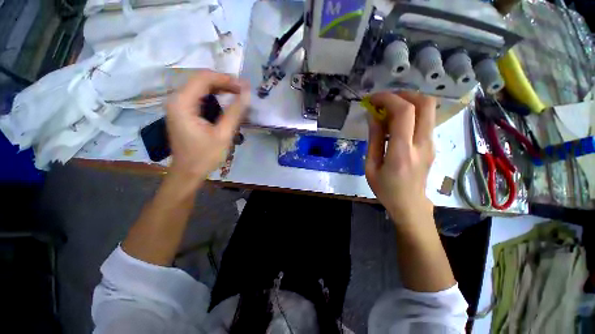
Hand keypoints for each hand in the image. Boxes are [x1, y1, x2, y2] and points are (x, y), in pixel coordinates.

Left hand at [165, 70, 249, 182]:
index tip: (244, 87)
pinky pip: (198, 97)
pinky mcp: (182, 112)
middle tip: (243, 91)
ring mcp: (178, 105)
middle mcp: (176, 99)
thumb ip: (235, 112)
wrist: (188, 172)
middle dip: (224, 83)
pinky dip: (214, 97)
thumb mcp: (223, 135)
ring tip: (238, 95)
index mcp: (182, 103)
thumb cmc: (205, 156)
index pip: (204, 78)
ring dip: (220, 89)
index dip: (226, 79)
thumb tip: (247, 94)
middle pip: (201, 80)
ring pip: (200, 87)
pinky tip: (226, 103)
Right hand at [365, 91, 435, 223]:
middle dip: (402, 94)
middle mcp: (422, 144)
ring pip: (429, 108)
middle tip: (384, 100)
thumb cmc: (385, 189)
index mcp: (402, 152)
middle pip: (425, 103)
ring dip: (408, 101)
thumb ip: (374, 140)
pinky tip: (395, 122)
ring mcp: (431, 143)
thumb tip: (373, 116)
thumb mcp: (371, 166)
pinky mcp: (432, 144)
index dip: (388, 99)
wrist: (410, 204)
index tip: (372, 99)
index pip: (404, 112)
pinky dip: (410, 112)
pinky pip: (425, 119)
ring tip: (388, 109)